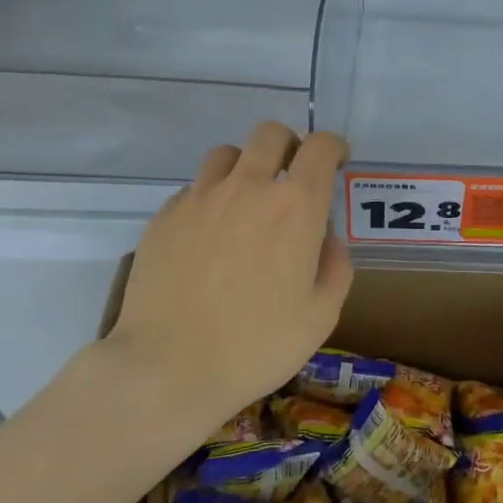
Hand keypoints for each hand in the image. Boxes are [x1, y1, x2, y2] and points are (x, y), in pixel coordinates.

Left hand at [108, 121, 352, 423]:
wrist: (167, 368)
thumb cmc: (256, 346)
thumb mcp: (321, 316)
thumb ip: (335, 266)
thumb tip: (325, 239)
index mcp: (295, 207)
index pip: (320, 147)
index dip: (334, 146)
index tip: (337, 162)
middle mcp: (248, 187)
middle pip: (270, 134)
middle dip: (289, 145)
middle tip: (292, 176)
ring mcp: (200, 197)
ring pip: (227, 154)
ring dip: (246, 167)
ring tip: (246, 202)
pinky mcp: (165, 216)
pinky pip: (194, 189)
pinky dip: (210, 199)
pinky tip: (208, 237)